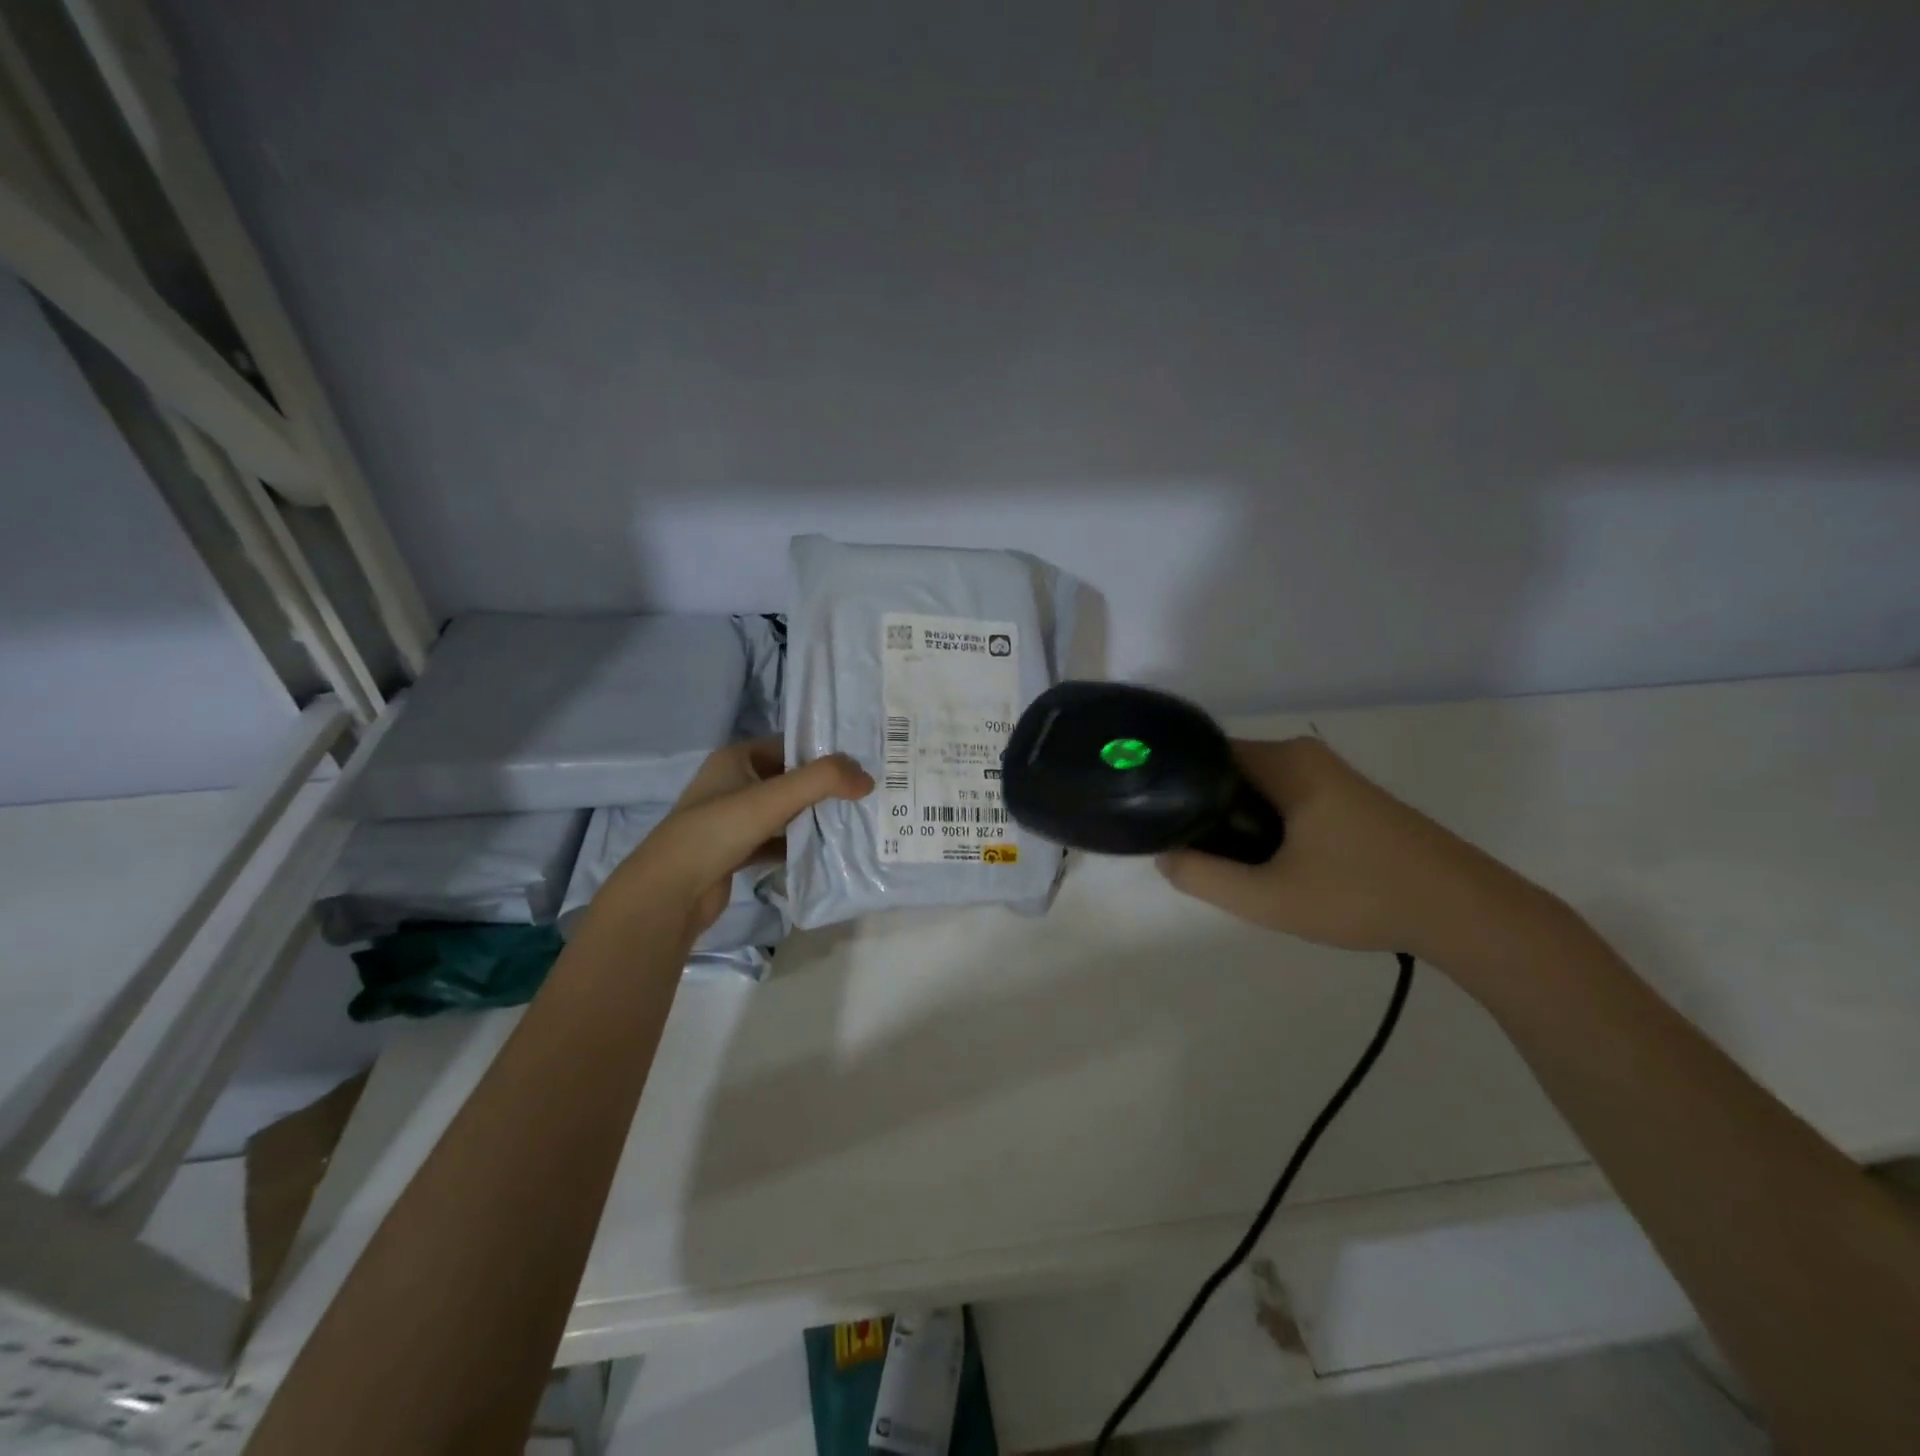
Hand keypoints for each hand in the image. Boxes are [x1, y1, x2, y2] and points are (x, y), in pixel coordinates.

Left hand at [596, 738, 873, 936]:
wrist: (669, 893)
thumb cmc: (717, 831)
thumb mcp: (773, 798)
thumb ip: (822, 781)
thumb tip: (868, 778)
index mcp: (736, 758)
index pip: (790, 746)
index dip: (824, 753)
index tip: (862, 765)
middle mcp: (734, 783)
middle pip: (791, 779)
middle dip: (825, 788)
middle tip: (866, 795)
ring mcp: (734, 819)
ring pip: (786, 812)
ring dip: (814, 817)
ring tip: (855, 821)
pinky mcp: (737, 850)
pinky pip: (778, 840)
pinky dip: (799, 844)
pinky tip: (827, 852)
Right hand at [1157, 737, 1538, 962]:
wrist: (1465, 912)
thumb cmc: (1361, 896)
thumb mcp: (1268, 898)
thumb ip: (1204, 877)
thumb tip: (1165, 856)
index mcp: (1286, 762)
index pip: (1206, 756)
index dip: (1178, 788)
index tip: (1162, 824)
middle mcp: (1306, 756)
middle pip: (1230, 773)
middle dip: (1207, 811)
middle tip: (1195, 856)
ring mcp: (1330, 776)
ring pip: (1257, 790)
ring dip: (1237, 823)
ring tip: (1229, 866)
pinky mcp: (1346, 798)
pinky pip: (1284, 800)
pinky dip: (1265, 826)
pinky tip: (1271, 865)